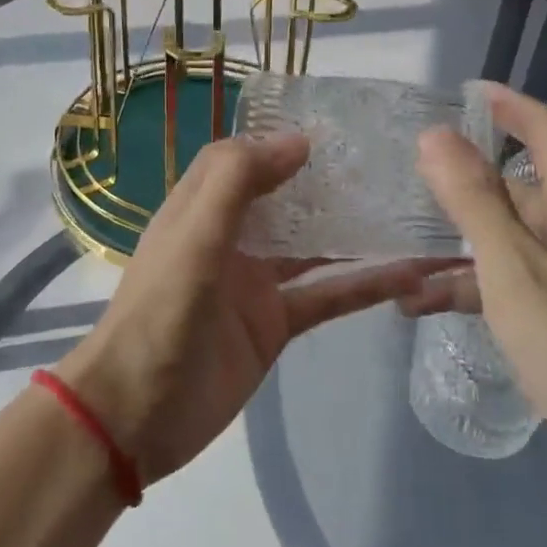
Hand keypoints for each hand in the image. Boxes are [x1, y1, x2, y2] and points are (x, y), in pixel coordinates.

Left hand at [56, 134, 444, 486]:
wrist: (137, 415)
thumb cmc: (159, 314)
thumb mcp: (193, 237)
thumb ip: (237, 182)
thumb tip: (298, 140)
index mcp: (199, 209)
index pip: (240, 160)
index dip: (275, 142)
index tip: (331, 131)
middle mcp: (229, 239)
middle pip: (283, 199)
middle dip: (325, 182)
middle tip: (384, 164)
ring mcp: (254, 284)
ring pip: (312, 247)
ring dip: (353, 232)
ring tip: (408, 210)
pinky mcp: (275, 325)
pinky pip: (325, 296)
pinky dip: (363, 286)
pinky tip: (409, 275)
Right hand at [410, 84, 546, 542]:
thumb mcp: (516, 271)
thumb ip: (474, 200)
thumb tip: (437, 134)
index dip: (510, 104)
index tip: (464, 91)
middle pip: (524, 187)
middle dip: (467, 183)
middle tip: (407, 184)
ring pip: (513, 242)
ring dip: (460, 247)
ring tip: (400, 260)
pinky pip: (517, 287)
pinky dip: (475, 290)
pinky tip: (425, 309)